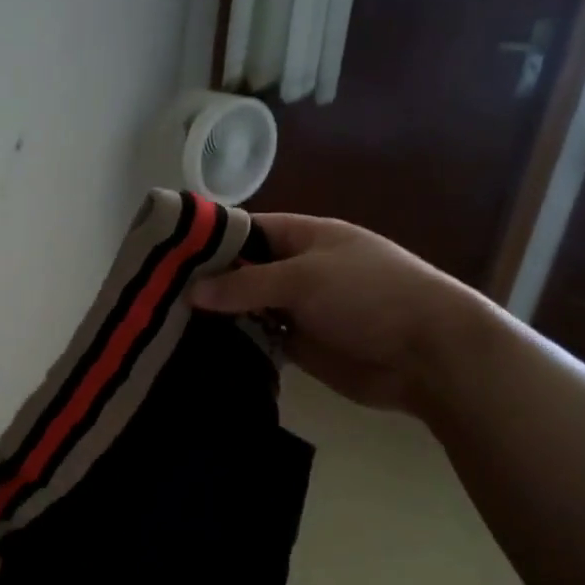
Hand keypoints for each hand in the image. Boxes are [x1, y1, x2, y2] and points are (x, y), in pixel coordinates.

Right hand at [190, 213, 489, 411]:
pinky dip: (236, 344)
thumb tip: (192, 291)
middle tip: (156, 296)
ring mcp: (299, 309)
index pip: (249, 229)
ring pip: (248, 308)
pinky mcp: (300, 346)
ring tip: (166, 325)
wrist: (428, 354)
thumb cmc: (370, 295)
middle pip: (244, 271)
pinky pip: (260, 340)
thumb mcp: (305, 278)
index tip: (166, 254)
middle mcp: (299, 270)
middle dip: (208, 282)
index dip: (211, 239)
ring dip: (219, 317)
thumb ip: (247, 283)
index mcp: (306, 237)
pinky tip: (198, 350)